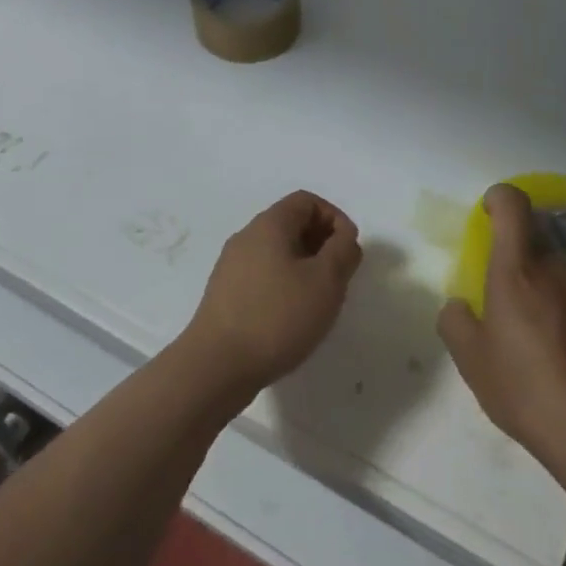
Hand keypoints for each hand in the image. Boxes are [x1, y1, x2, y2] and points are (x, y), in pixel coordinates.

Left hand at [180, 191, 362, 405]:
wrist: (217, 364)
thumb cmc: (277, 316)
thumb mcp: (325, 281)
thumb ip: (342, 251)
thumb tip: (344, 236)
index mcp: (269, 224)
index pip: (306, 201)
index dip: (334, 218)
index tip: (349, 250)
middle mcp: (247, 236)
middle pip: (291, 223)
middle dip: (321, 243)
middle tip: (339, 277)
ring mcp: (232, 264)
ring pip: (277, 251)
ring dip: (304, 266)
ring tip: (319, 300)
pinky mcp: (226, 292)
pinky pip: (262, 274)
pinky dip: (284, 284)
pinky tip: (292, 317)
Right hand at [438, 184, 565, 516]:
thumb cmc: (530, 396)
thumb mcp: (472, 364)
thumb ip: (456, 321)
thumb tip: (461, 305)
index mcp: (518, 271)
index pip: (512, 205)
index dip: (500, 199)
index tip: (491, 214)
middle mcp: (563, 269)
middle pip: (542, 247)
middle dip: (527, 266)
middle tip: (521, 310)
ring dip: (561, 295)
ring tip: (559, 345)